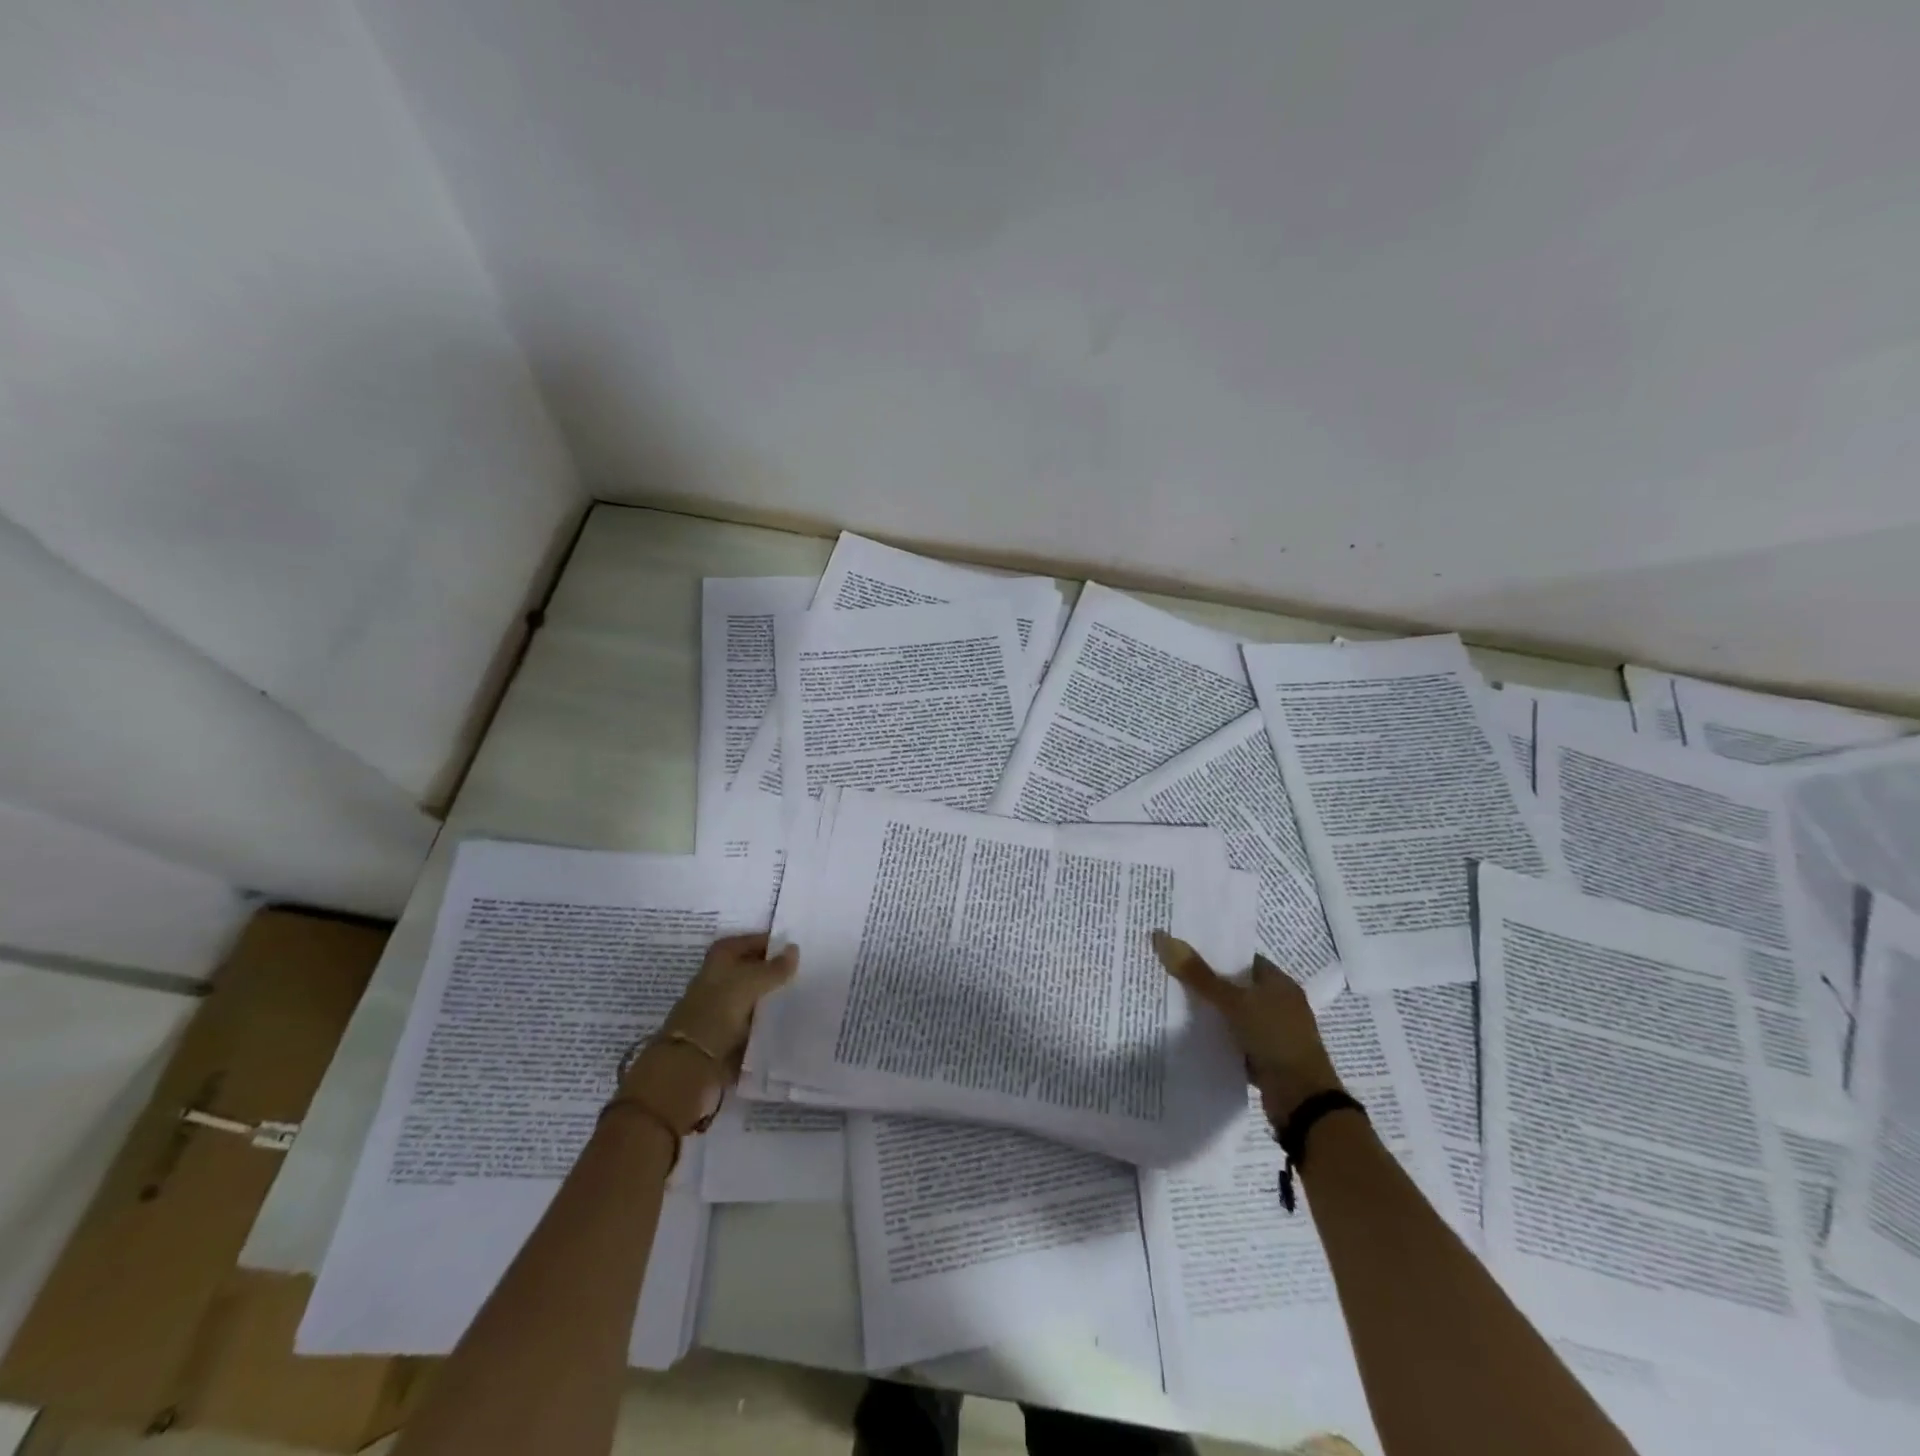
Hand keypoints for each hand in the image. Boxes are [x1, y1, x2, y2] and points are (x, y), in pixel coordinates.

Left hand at [619, 934, 797, 1133]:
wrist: (690, 1064)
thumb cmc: (717, 1012)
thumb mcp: (750, 983)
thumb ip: (775, 968)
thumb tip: (794, 949)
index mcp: (718, 959)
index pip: (747, 942)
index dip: (767, 942)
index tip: (794, 948)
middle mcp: (717, 980)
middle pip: (749, 968)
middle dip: (771, 969)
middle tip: (803, 971)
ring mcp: (720, 1008)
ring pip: (751, 996)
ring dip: (770, 996)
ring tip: (800, 995)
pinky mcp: (726, 1034)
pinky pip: (752, 1021)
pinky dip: (766, 1020)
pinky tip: (786, 1020)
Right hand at [1152, 931, 1343, 1126]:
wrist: (1303, 1101)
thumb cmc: (1275, 1039)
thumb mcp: (1234, 1002)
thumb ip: (1198, 974)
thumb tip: (1162, 937)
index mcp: (1279, 983)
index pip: (1242, 958)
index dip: (1213, 953)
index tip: (1182, 949)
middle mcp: (1278, 1003)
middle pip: (1235, 985)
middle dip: (1206, 981)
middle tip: (1169, 972)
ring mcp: (1272, 1032)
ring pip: (1232, 1013)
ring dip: (1209, 1011)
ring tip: (1171, 999)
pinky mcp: (1264, 1057)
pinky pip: (1233, 1038)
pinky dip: (1216, 1036)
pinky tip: (1189, 1033)